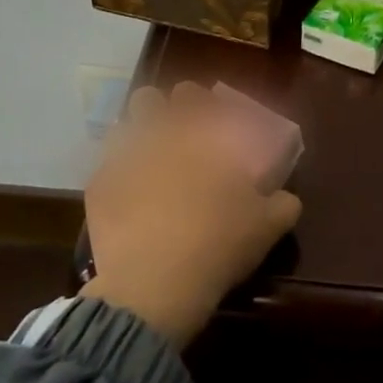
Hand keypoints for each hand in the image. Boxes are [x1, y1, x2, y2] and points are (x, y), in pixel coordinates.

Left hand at [82, 82, 301, 351]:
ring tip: (152, 162)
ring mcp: (122, 160)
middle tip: (182, 138)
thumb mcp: (269, 226)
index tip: (215, 121)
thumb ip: (283, 202)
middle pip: (151, 99)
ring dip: (137, 137)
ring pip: (123, 127)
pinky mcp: (99, 188)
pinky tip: (131, 199)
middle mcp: (159, 137)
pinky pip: (106, 168)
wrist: (155, 284)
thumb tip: (284, 195)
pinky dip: (119, 176)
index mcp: (202, 137)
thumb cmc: (218, 244)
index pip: (199, 97)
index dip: (206, 104)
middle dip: (165, 112)